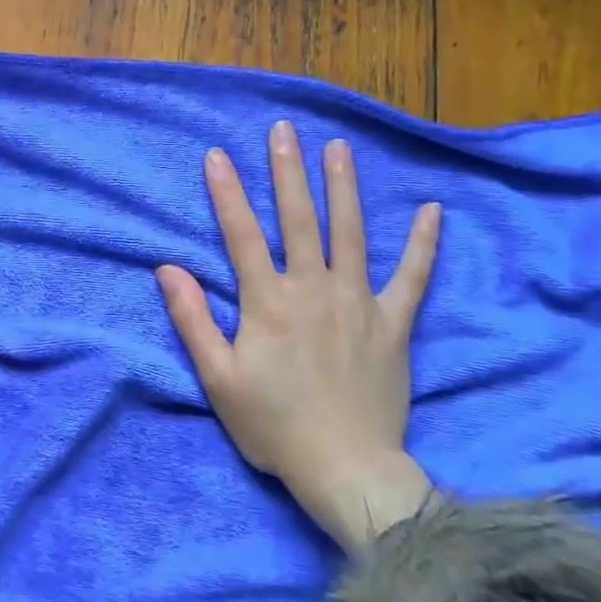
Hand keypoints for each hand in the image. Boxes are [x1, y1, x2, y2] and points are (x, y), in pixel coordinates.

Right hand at [156, 123, 441, 556]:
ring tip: (338, 148)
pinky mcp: (393, 325)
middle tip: (284, 130)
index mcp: (269, 304)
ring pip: (350, 234)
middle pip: (299, 220)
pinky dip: (423, 245)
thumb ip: (192, 321)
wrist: (348, 472)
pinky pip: (412, 278)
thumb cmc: (275, 426)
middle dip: (288, 171)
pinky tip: (433, 211)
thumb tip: (167, 268)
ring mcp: (358, 304)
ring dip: (343, 188)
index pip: (242, 235)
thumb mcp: (219, 379)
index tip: (217, 155)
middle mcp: (314, 291)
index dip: (227, 193)